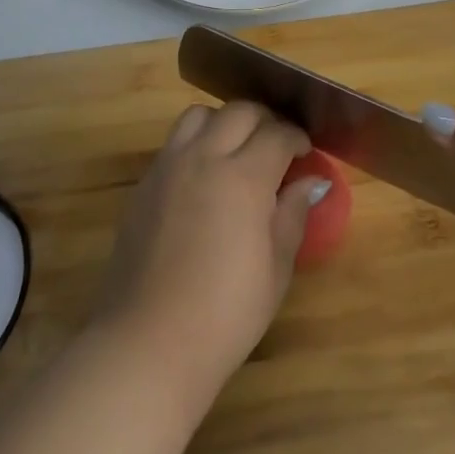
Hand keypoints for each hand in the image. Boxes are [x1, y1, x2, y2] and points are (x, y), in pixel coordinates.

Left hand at [93, 102, 321, 404]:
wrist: (149, 342)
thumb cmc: (225, 313)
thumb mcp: (275, 268)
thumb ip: (292, 214)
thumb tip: (310, 183)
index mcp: (243, 177)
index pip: (277, 134)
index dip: (297, 138)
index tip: (306, 153)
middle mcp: (204, 158)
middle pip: (239, 112)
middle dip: (265, 121)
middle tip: (277, 148)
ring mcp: (168, 167)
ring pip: (199, 116)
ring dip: (224, 123)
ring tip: (236, 151)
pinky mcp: (144, 185)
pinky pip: (174, 143)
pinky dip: (196, 143)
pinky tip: (204, 177)